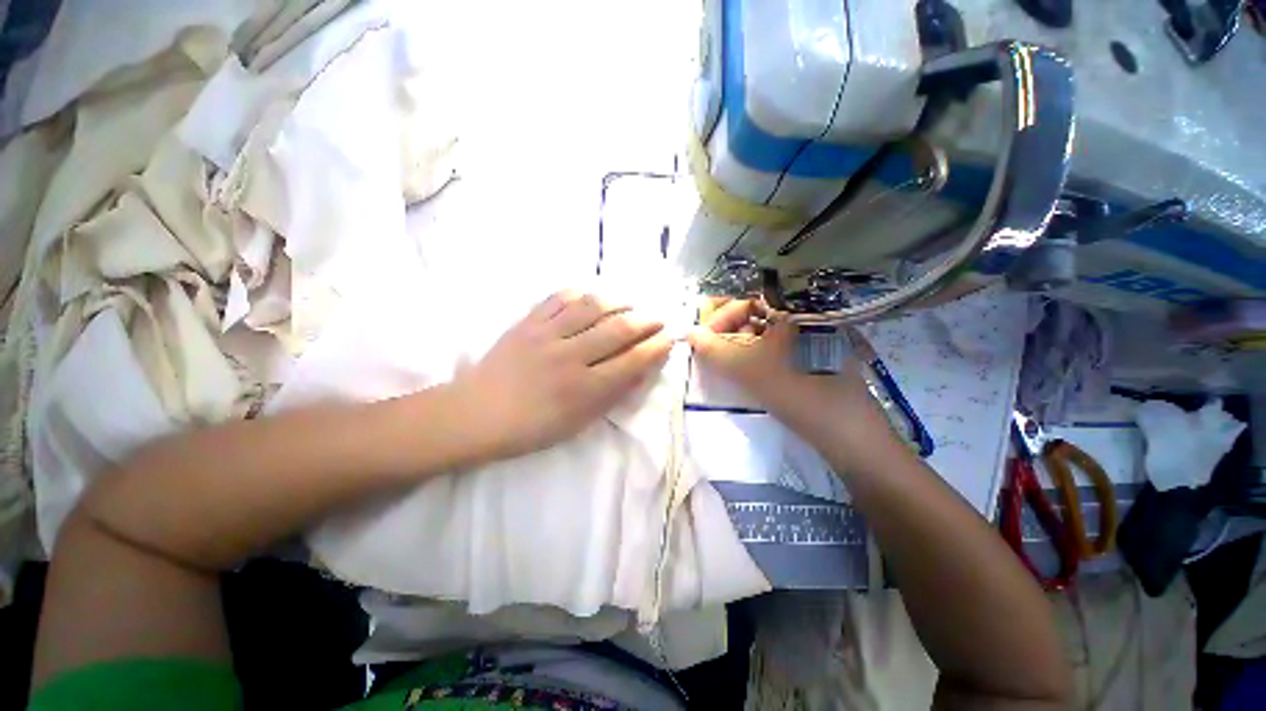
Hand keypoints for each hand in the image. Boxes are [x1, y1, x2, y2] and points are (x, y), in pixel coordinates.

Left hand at [452, 290, 672, 462]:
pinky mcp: (527, 322)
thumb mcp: (579, 423)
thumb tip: (641, 371)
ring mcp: (547, 334)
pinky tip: (594, 296)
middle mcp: (570, 356)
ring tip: (632, 303)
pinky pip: (559, 297)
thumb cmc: (532, 428)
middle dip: (647, 320)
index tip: (671, 338)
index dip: (656, 346)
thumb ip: (612, 396)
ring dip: (620, 301)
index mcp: (584, 389)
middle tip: (660, 317)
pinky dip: (582, 293)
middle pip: (619, 329)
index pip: (632, 360)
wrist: (476, 414)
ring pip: (593, 306)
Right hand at [688, 299, 897, 455]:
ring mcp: (816, 335)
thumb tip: (689, 333)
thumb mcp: (745, 368)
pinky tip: (750, 370)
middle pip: (758, 314)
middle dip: (730, 331)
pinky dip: (760, 354)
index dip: (720, 317)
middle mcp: (807, 313)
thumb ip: (712, 349)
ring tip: (731, 363)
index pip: (746, 300)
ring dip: (743, 344)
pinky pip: (780, 346)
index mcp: (794, 307)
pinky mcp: (817, 354)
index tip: (704, 338)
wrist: (846, 431)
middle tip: (715, 351)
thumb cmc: (795, 390)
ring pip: (769, 332)